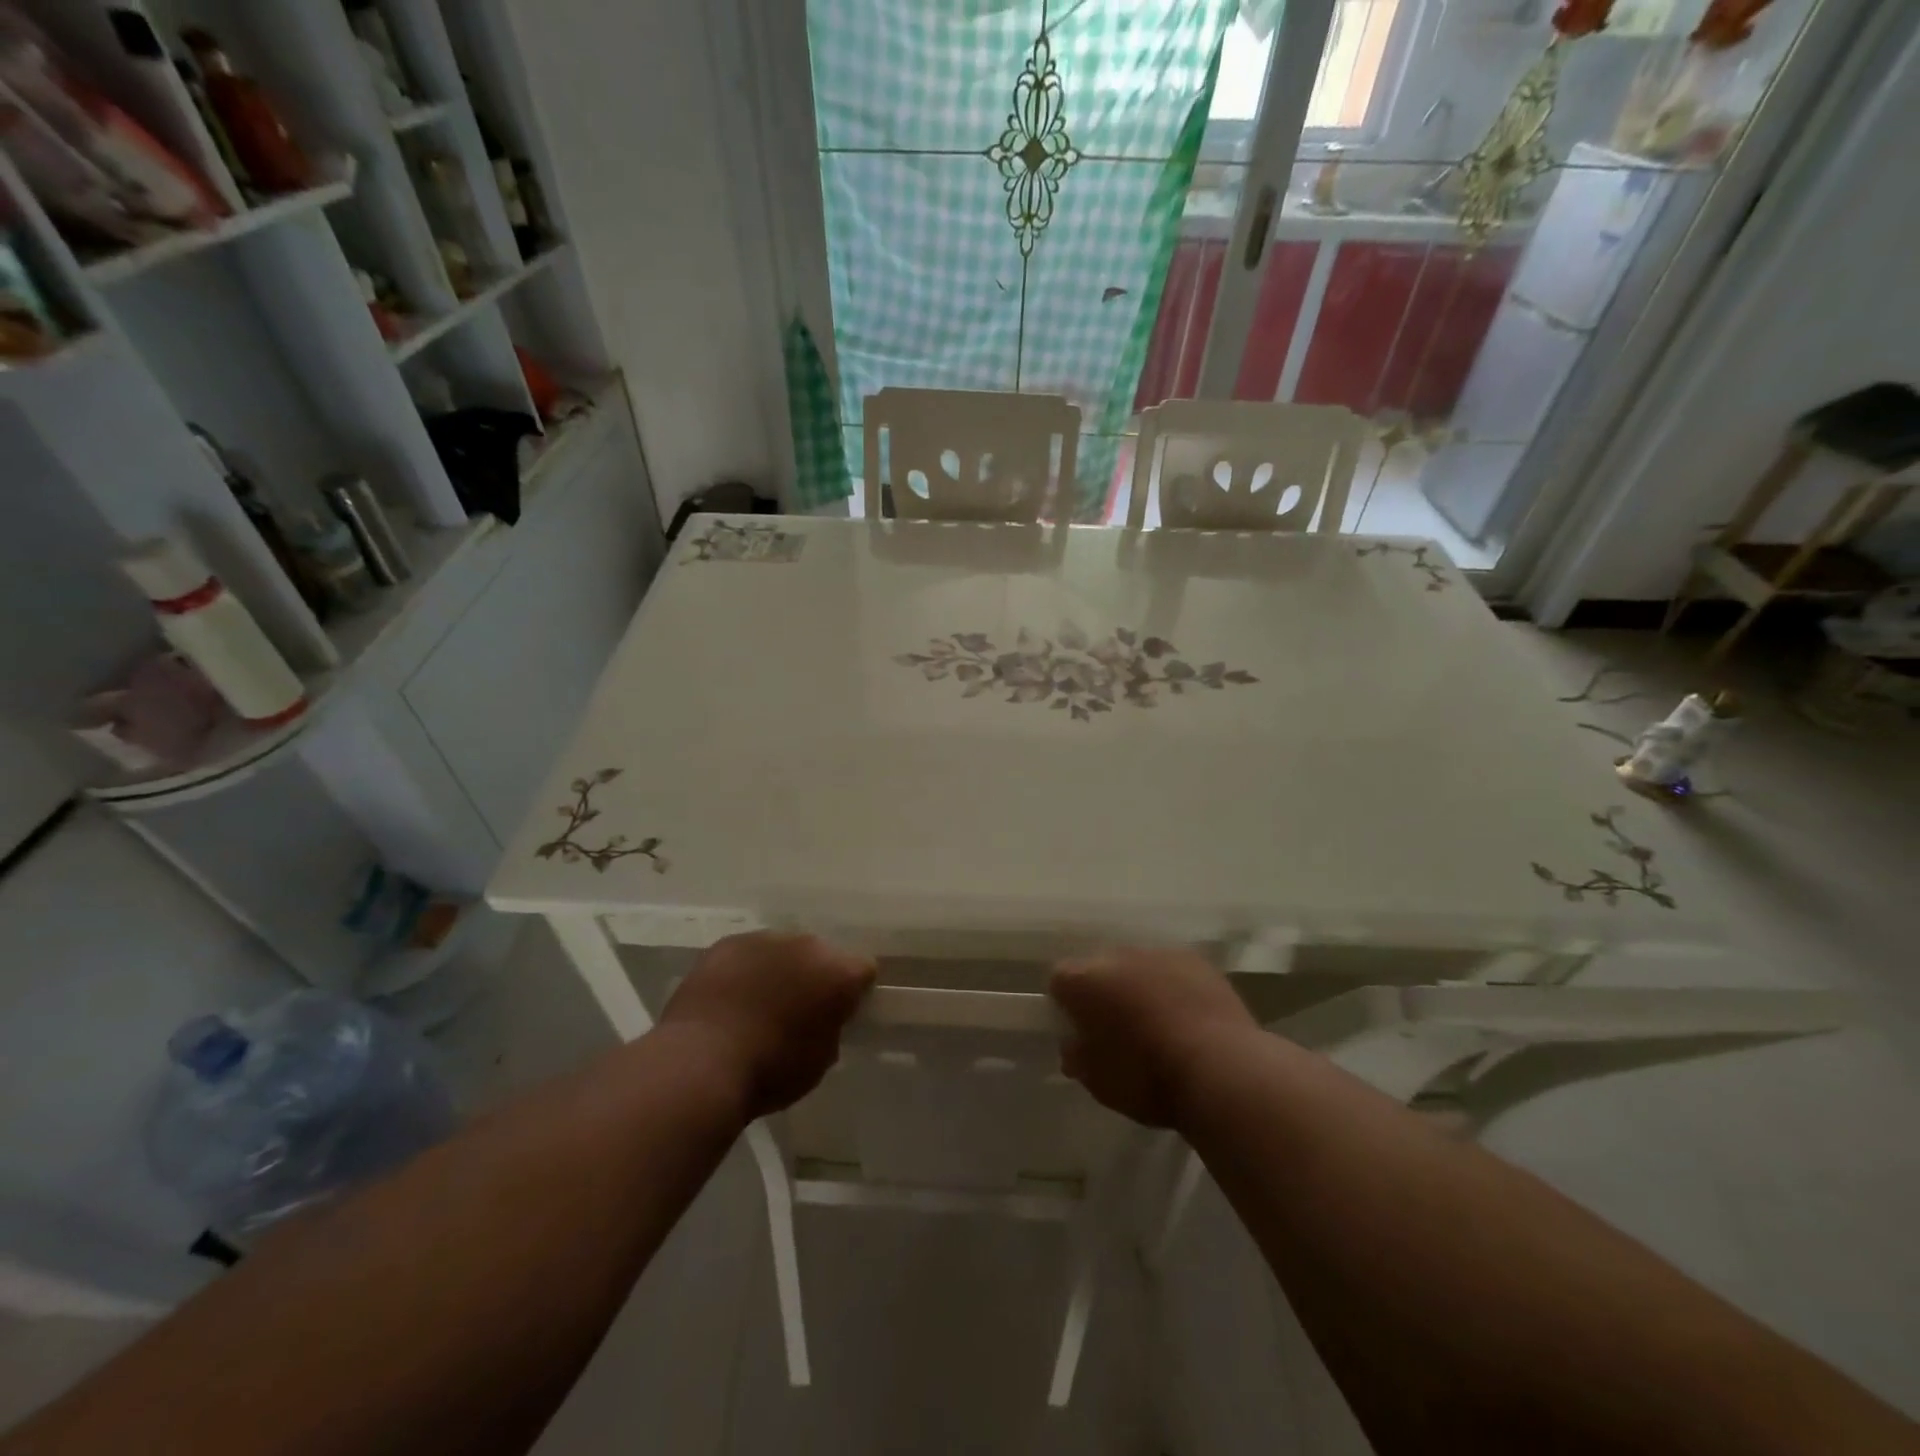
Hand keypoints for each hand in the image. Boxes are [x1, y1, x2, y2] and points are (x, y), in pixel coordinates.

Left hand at [659, 932, 875, 1119]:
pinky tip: (730, 998)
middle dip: (815, 976)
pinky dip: (746, 970)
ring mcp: (765, 939)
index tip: (841, 1014)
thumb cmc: (771, 1070)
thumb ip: (830, 1029)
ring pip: (783, 950)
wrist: (702, 1063)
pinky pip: (747, 953)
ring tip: (759, 1004)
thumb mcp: (820, 1061)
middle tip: (799, 1009)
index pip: (863, 970)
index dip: (854, 992)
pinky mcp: (728, 943)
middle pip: (822, 954)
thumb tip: (823, 1019)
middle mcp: (808, 945)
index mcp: (839, 972)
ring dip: (780, 970)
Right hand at [1049, 946, 1255, 1128]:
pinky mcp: (1196, 960)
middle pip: (1099, 968)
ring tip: (1157, 1025)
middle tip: (1117, 1029)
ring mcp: (1158, 953)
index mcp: (1083, 981)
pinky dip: (1173, 987)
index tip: (1078, 1032)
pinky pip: (1172, 971)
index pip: (1059, 981)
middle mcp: (1116, 955)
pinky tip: (1187, 1017)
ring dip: (1139, 987)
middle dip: (1104, 992)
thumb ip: (1078, 1057)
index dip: (1065, 1005)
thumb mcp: (1098, 1082)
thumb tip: (1075, 1046)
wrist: (1220, 1068)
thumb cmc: (1147, 1077)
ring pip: (1137, 967)